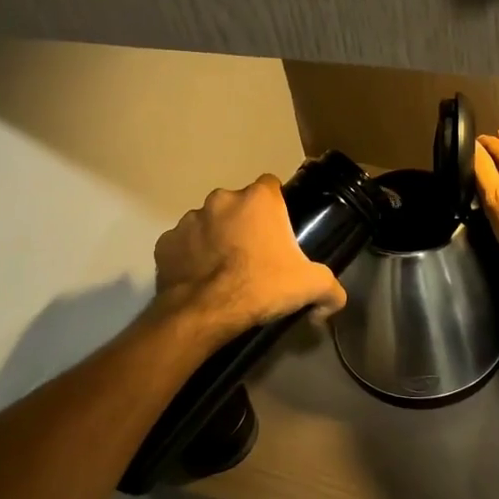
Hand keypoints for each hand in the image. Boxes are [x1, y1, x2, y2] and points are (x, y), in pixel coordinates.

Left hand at [152, 175, 346, 345]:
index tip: (279, 232)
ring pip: (209, 223)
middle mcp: (221, 199)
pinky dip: (190, 257)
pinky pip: (183, 246)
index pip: (271, 186)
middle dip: (244, 224)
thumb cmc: (261, 287)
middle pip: (238, 205)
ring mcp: (189, 219)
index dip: (276, 207)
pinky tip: (200, 280)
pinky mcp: (165, 243)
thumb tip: (333, 303)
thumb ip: (331, 289)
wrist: (205, 312)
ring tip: (224, 271)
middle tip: (255, 257)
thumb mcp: (311, 287)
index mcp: (258, 199)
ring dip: (216, 239)